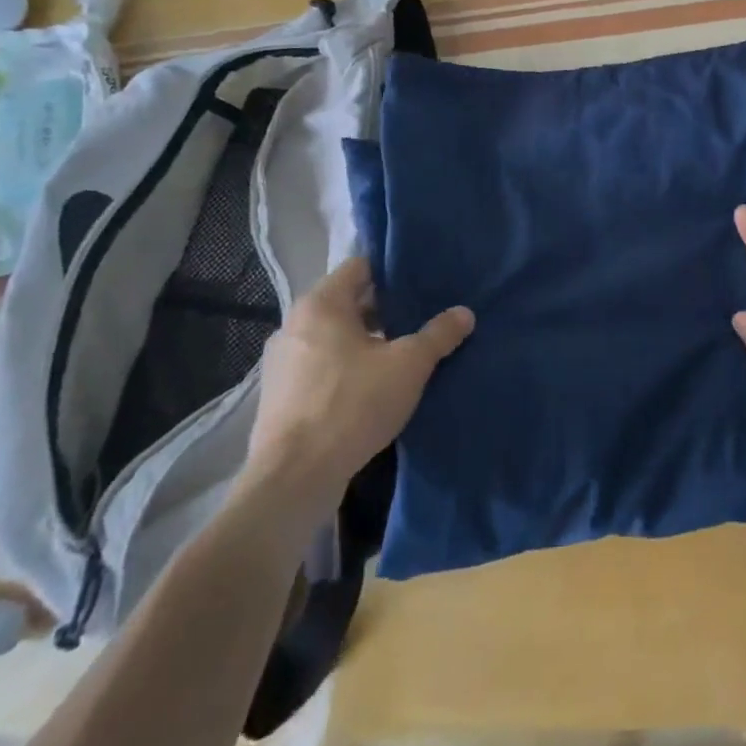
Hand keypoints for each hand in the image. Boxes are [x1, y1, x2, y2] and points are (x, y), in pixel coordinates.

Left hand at [241, 256, 472, 515]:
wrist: (294, 479)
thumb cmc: (352, 405)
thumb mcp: (409, 365)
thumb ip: (438, 335)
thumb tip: (464, 313)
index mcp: (321, 304)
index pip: (360, 266)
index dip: (393, 272)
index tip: (423, 283)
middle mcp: (294, 325)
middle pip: (348, 302)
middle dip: (385, 310)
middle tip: (421, 320)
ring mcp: (282, 362)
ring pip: (334, 337)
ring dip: (366, 342)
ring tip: (402, 355)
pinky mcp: (280, 396)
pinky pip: (321, 366)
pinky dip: (347, 368)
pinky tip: (373, 389)